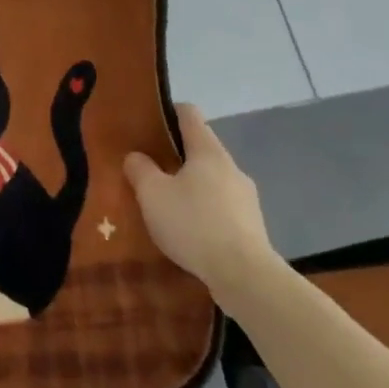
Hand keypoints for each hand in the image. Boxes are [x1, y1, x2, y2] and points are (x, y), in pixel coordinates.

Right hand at [123, 105, 278, 285]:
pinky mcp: (252, 224)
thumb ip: (140, 169)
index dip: (168, 112)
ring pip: (212, 179)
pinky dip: (204, 210)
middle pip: (200, 148)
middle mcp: (231, 166)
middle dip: (175, 155)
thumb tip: (136, 156)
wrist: (244, 275)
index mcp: (208, 151)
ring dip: (190, 186)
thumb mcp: (153, 194)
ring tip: (167, 205)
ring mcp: (246, 196)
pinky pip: (221, 206)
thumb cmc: (193, 224)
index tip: (147, 123)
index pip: (189, 114)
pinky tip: (189, 231)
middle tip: (149, 169)